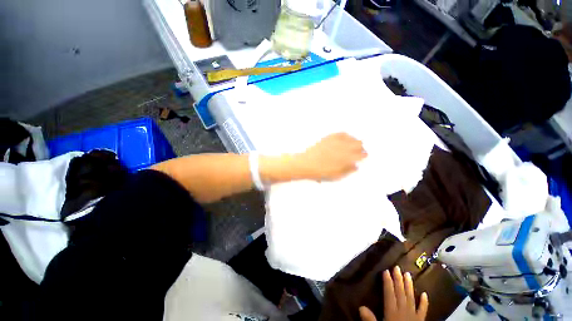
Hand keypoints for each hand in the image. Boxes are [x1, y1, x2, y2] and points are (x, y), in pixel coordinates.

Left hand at [294, 132, 366, 180]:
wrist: (306, 164)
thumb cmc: (320, 172)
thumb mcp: (336, 176)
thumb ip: (347, 170)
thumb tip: (356, 166)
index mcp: (346, 158)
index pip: (361, 154)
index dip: (364, 155)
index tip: (364, 156)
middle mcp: (343, 148)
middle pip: (358, 144)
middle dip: (361, 147)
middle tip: (360, 150)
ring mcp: (336, 141)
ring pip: (351, 137)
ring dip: (354, 141)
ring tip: (354, 144)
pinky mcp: (329, 138)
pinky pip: (341, 133)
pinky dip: (345, 135)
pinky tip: (346, 137)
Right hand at [359, 266, 428, 320]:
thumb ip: (370, 319)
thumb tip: (360, 307)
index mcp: (392, 311)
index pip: (389, 294)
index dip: (387, 282)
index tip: (386, 270)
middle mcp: (403, 310)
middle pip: (400, 293)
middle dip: (398, 279)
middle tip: (397, 267)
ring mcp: (413, 315)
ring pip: (411, 297)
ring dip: (409, 286)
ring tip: (408, 274)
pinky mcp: (421, 320)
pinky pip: (423, 310)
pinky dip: (424, 302)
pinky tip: (424, 293)